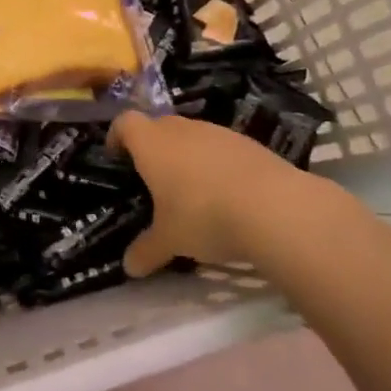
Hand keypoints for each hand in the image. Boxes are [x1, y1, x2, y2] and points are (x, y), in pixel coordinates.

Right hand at [109, 111, 317, 275]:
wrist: (274, 207)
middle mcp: (182, 129)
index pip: (125, 122)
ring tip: (191, 189)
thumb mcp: (170, 240)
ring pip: (192, 135)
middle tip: (152, 178)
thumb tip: (130, 268)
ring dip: (186, 155)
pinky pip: (221, 148)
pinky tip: (226, 194)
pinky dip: (216, 164)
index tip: (116, 157)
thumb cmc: (203, 215)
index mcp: (152, 144)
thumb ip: (147, 250)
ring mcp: (218, 133)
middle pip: (159, 125)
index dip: (117, 136)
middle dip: (152, 147)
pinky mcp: (249, 143)